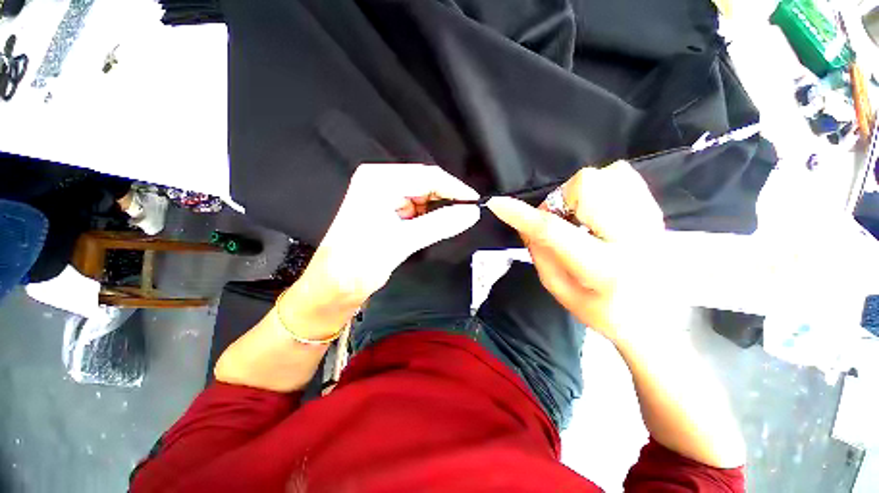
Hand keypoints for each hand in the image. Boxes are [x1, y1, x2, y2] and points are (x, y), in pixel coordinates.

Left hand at [297, 164, 479, 310]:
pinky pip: (414, 208)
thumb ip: (440, 224)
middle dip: (446, 199)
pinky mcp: (385, 210)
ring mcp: (382, 196)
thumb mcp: (403, 240)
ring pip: (421, 196)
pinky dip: (427, 217)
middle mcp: (379, 182)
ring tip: (453, 222)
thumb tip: (471, 212)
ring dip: (437, 209)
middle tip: (466, 214)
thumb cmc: (360, 261)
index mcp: (379, 181)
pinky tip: (435, 226)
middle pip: (424, 183)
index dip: (454, 188)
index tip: (475, 202)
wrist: (334, 286)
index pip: (427, 176)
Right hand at [486, 161, 664, 342]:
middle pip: (586, 186)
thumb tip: (525, 221)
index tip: (497, 204)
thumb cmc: (602, 311)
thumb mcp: (559, 289)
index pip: (554, 232)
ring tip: (582, 218)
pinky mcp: (656, 210)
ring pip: (605, 175)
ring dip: (579, 195)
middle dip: (561, 201)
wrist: (656, 319)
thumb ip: (539, 252)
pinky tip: (599, 210)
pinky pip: (623, 175)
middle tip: (562, 223)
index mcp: (604, 268)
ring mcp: (650, 220)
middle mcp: (633, 238)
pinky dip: (601, 186)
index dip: (521, 216)